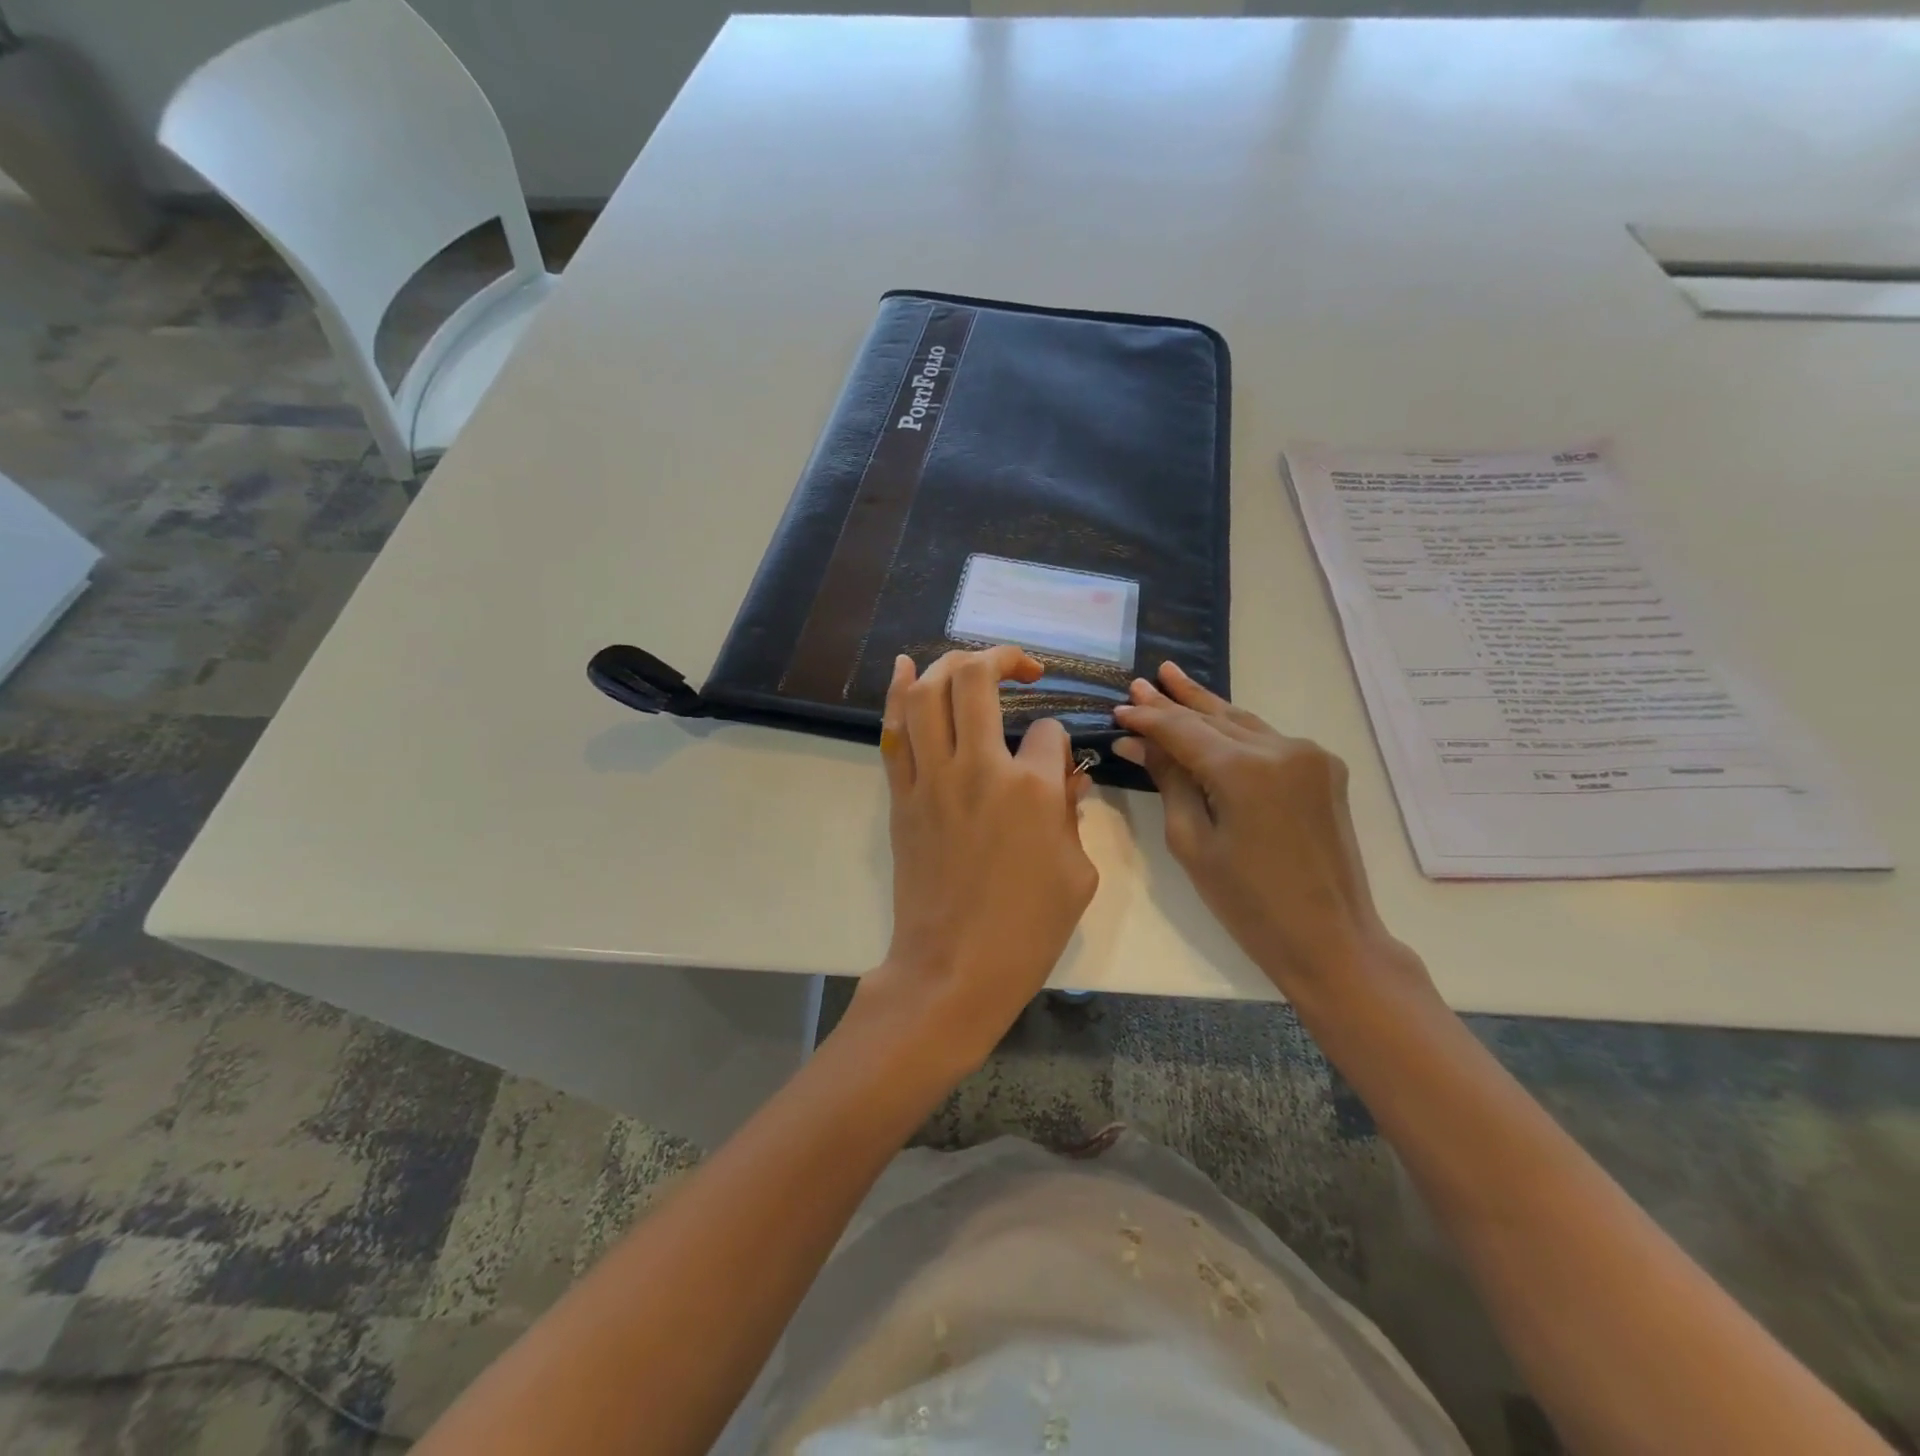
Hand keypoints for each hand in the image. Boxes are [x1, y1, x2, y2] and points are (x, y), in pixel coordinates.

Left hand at [852, 646, 1098, 1075]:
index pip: (1047, 731)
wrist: (954, 968)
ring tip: (971, 663)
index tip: (1054, 761)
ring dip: (950, 664)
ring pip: (928, 693)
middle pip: (976, 680)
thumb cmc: (1027, 930)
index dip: (1056, 737)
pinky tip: (905, 666)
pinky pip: (895, 732)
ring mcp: (931, 779)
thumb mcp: (1078, 873)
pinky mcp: (902, 796)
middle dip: (1002, 658)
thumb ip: (1072, 814)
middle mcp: (977, 768)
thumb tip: (1063, 779)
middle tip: (1020, 667)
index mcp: (1031, 788)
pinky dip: (897, 693)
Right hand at [1113, 662, 1429, 1010]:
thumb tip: (1136, 743)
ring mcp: (1310, 756)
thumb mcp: (1193, 842)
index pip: (1183, 730)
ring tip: (1172, 679)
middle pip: (1214, 717)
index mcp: (1244, 770)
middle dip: (1174, 701)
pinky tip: (1214, 718)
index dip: (1148, 718)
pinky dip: (1236, 729)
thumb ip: (1169, 781)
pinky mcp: (1324, 770)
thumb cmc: (1248, 902)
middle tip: (1142, 681)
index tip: (1119, 708)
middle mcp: (1281, 749)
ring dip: (1206, 706)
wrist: (1330, 938)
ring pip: (1243, 722)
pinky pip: (1268, 740)